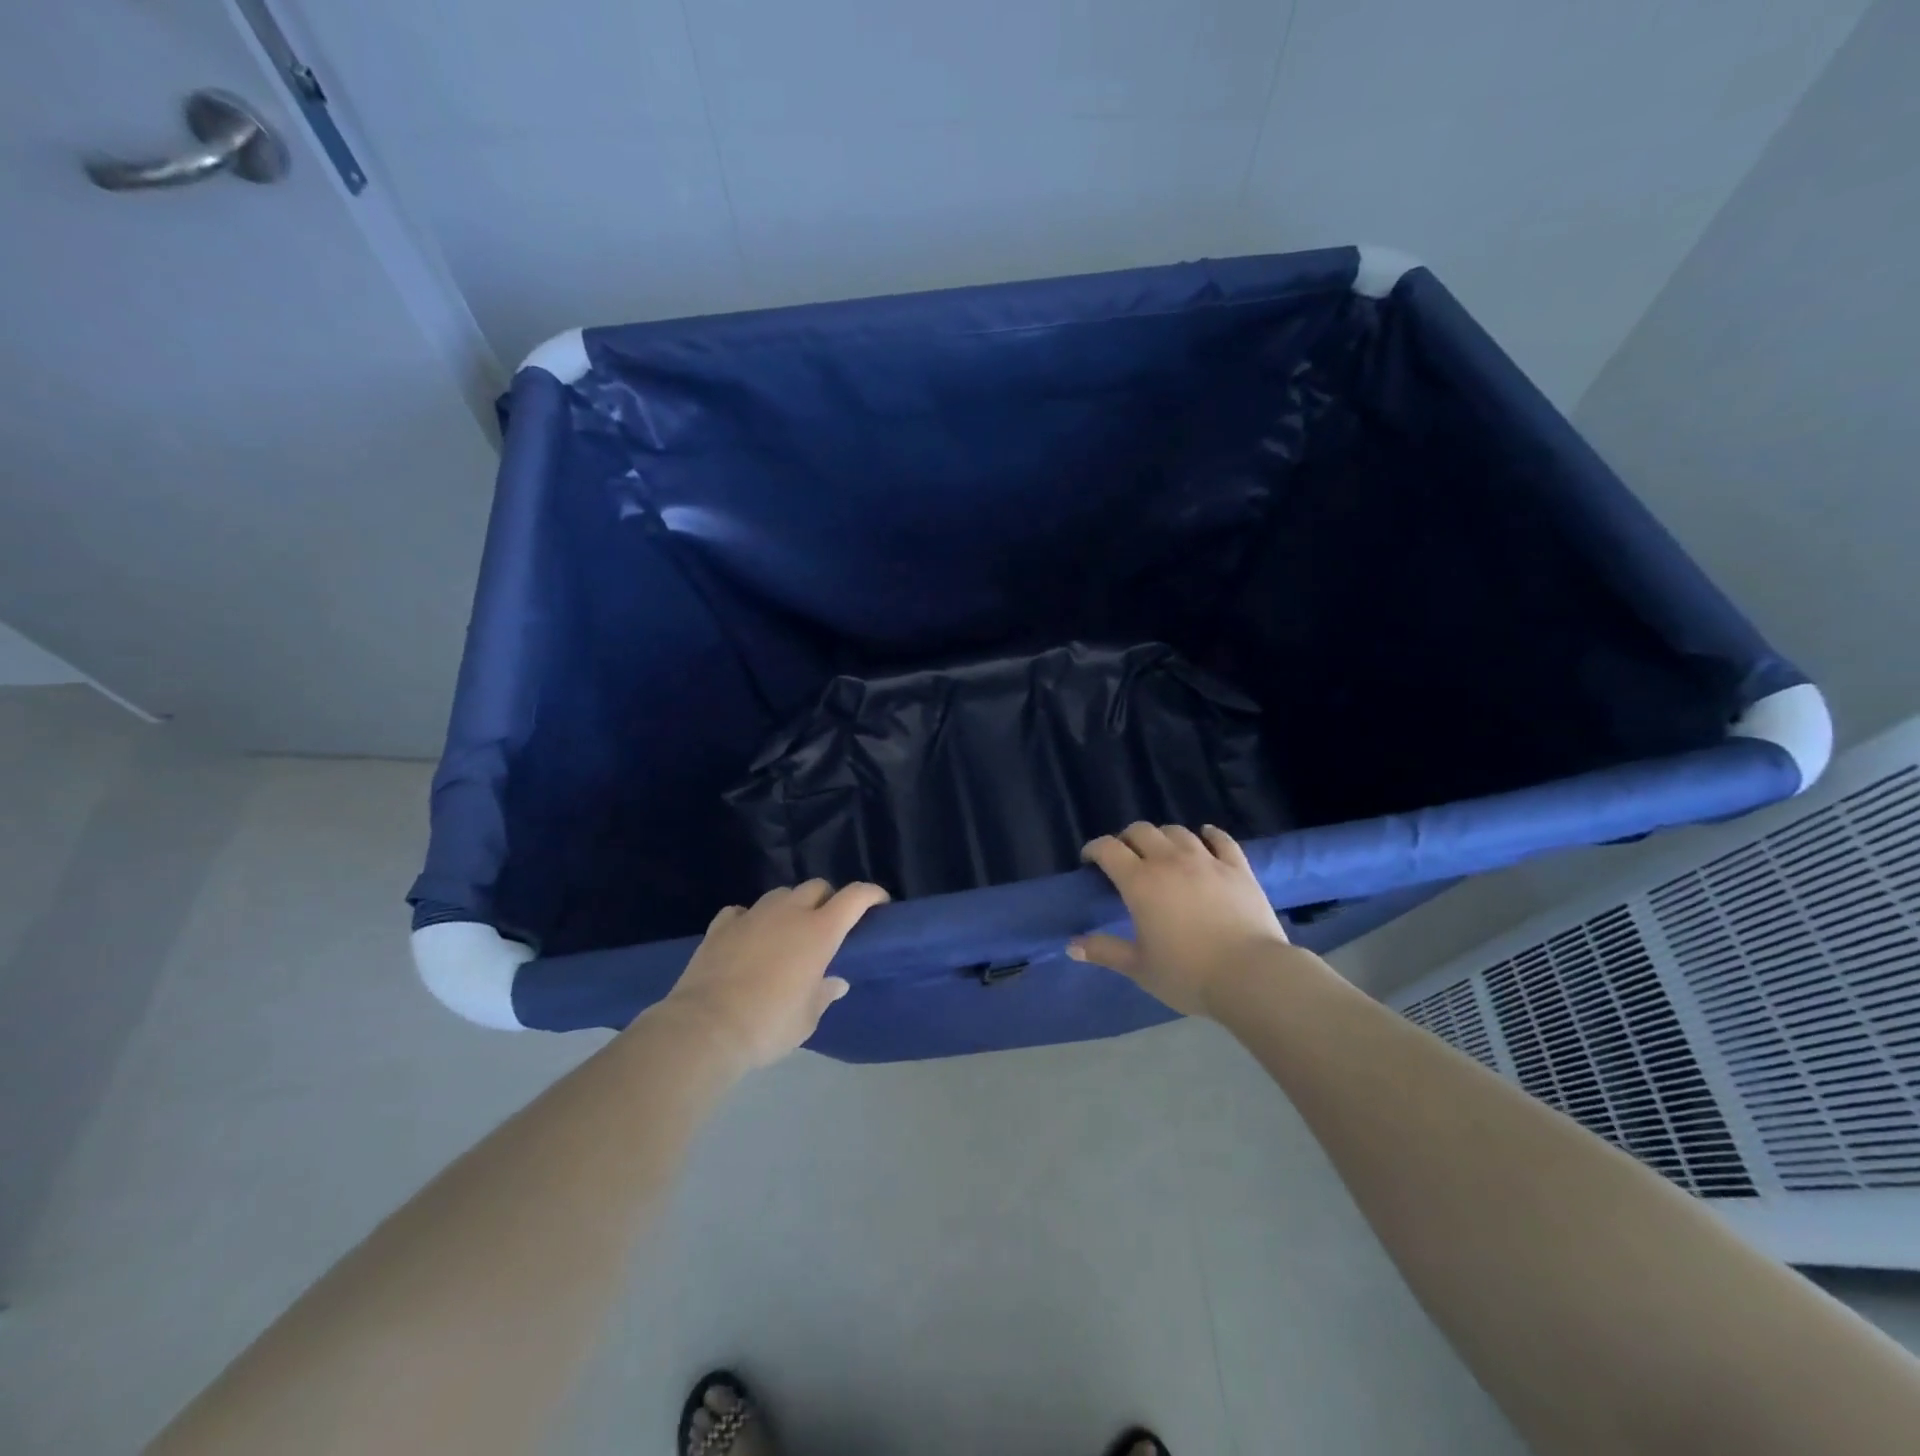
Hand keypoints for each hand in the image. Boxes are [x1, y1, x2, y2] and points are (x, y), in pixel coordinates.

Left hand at [659, 879, 888, 1069]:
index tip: (879, 902)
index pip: (854, 897)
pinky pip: (742, 911)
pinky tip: (748, 937)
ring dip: (791, 906)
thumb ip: (824, 994)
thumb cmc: (769, 1024)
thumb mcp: (807, 1018)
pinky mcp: (721, 926)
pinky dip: (751, 920)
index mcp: (819, 931)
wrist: (705, 1028)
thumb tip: (835, 982)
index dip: (871, 894)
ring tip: (788, 930)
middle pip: (816, 886)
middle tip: (829, 923)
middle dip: (828, 898)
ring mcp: (752, 915)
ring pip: (780, 894)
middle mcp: (789, 913)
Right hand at [1069, 823, 1291, 1017]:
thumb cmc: (1188, 974)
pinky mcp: (1238, 867)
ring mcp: (1207, 860)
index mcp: (1140, 882)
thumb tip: (1071, 946)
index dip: (1094, 849)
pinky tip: (1205, 835)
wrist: (1251, 975)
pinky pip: (1220, 839)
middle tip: (1124, 857)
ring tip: (1161, 852)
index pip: (1108, 849)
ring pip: (1177, 831)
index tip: (1090, 861)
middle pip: (1141, 831)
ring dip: (1162, 837)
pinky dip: (1208, 834)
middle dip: (1126, 839)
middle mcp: (1170, 861)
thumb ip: (1104, 951)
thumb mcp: (1139, 967)